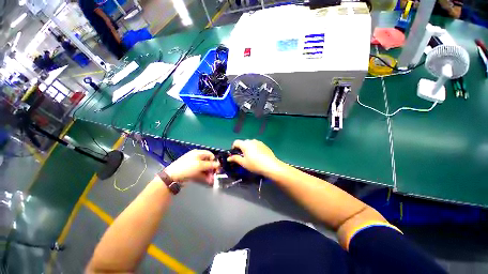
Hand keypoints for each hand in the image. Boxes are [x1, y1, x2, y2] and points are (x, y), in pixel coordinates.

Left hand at [164, 150, 219, 183]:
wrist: (172, 177)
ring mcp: (194, 166)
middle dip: (212, 169)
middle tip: (215, 175)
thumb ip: (210, 165)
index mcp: (198, 153)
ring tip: (211, 180)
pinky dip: (204, 177)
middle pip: (208, 162)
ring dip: (209, 174)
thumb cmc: (187, 168)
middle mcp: (196, 158)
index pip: (209, 154)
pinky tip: (208, 181)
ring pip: (204, 169)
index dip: (214, 160)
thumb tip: (218, 164)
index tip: (217, 167)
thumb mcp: (200, 165)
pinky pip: (200, 174)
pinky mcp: (192, 172)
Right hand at [227, 139, 282, 175]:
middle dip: (241, 148)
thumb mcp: (243, 163)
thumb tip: (228, 158)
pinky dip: (255, 149)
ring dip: (248, 148)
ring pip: (251, 144)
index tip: (235, 154)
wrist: (270, 165)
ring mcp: (259, 142)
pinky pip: (257, 145)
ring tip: (251, 156)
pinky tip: (258, 156)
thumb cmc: (254, 164)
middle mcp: (251, 141)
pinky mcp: (264, 145)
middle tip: (243, 157)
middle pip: (243, 142)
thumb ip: (235, 158)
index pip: (236, 142)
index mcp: (245, 144)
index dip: (233, 147)